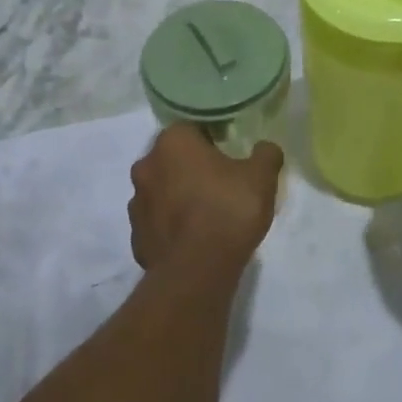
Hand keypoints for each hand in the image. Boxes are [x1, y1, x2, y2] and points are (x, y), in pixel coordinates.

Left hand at [129, 125, 280, 278]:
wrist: (196, 272)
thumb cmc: (227, 210)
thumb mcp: (261, 177)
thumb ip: (266, 155)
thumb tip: (266, 148)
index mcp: (172, 141)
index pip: (192, 129)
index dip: (213, 141)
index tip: (230, 157)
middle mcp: (146, 165)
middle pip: (173, 159)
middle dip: (192, 168)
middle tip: (221, 184)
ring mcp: (136, 203)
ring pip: (162, 191)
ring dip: (179, 197)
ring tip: (208, 215)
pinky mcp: (135, 237)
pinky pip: (157, 223)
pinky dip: (172, 227)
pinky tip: (194, 240)